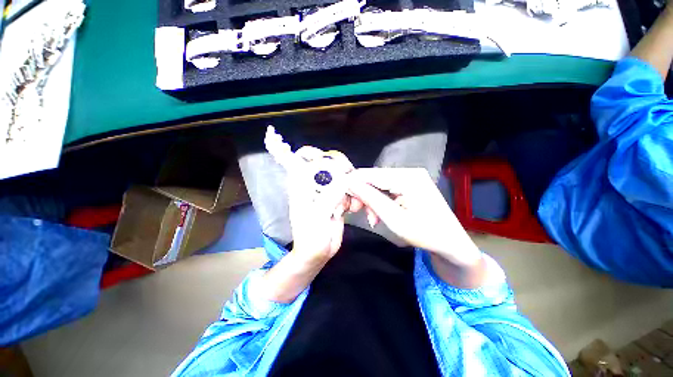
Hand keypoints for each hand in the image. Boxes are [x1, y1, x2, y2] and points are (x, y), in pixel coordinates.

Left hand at [287, 147, 356, 262]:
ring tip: (349, 204)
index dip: (280, 147)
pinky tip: (353, 208)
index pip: (290, 160)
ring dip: (349, 183)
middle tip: (348, 173)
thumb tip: (344, 178)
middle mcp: (312, 183)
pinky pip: (348, 187)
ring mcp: (326, 189)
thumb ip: (329, 196)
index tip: (272, 134)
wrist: (319, 252)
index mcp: (301, 185)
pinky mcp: (337, 197)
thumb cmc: (311, 237)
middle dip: (337, 163)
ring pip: (340, 173)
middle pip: (323, 160)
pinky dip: (353, 195)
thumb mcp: (317, 218)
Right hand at [347, 168, 480, 267]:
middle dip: (363, 195)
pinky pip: (387, 188)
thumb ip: (370, 199)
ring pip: (378, 184)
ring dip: (371, 200)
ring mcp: (410, 177)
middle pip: (374, 178)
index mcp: (408, 177)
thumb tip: (349, 183)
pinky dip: (380, 200)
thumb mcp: (394, 219)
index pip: (370, 174)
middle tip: (356, 212)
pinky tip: (380, 214)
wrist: (451, 243)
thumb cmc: (425, 234)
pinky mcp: (410, 184)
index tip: (344, 201)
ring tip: (373, 219)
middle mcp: (409, 172)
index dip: (353, 184)